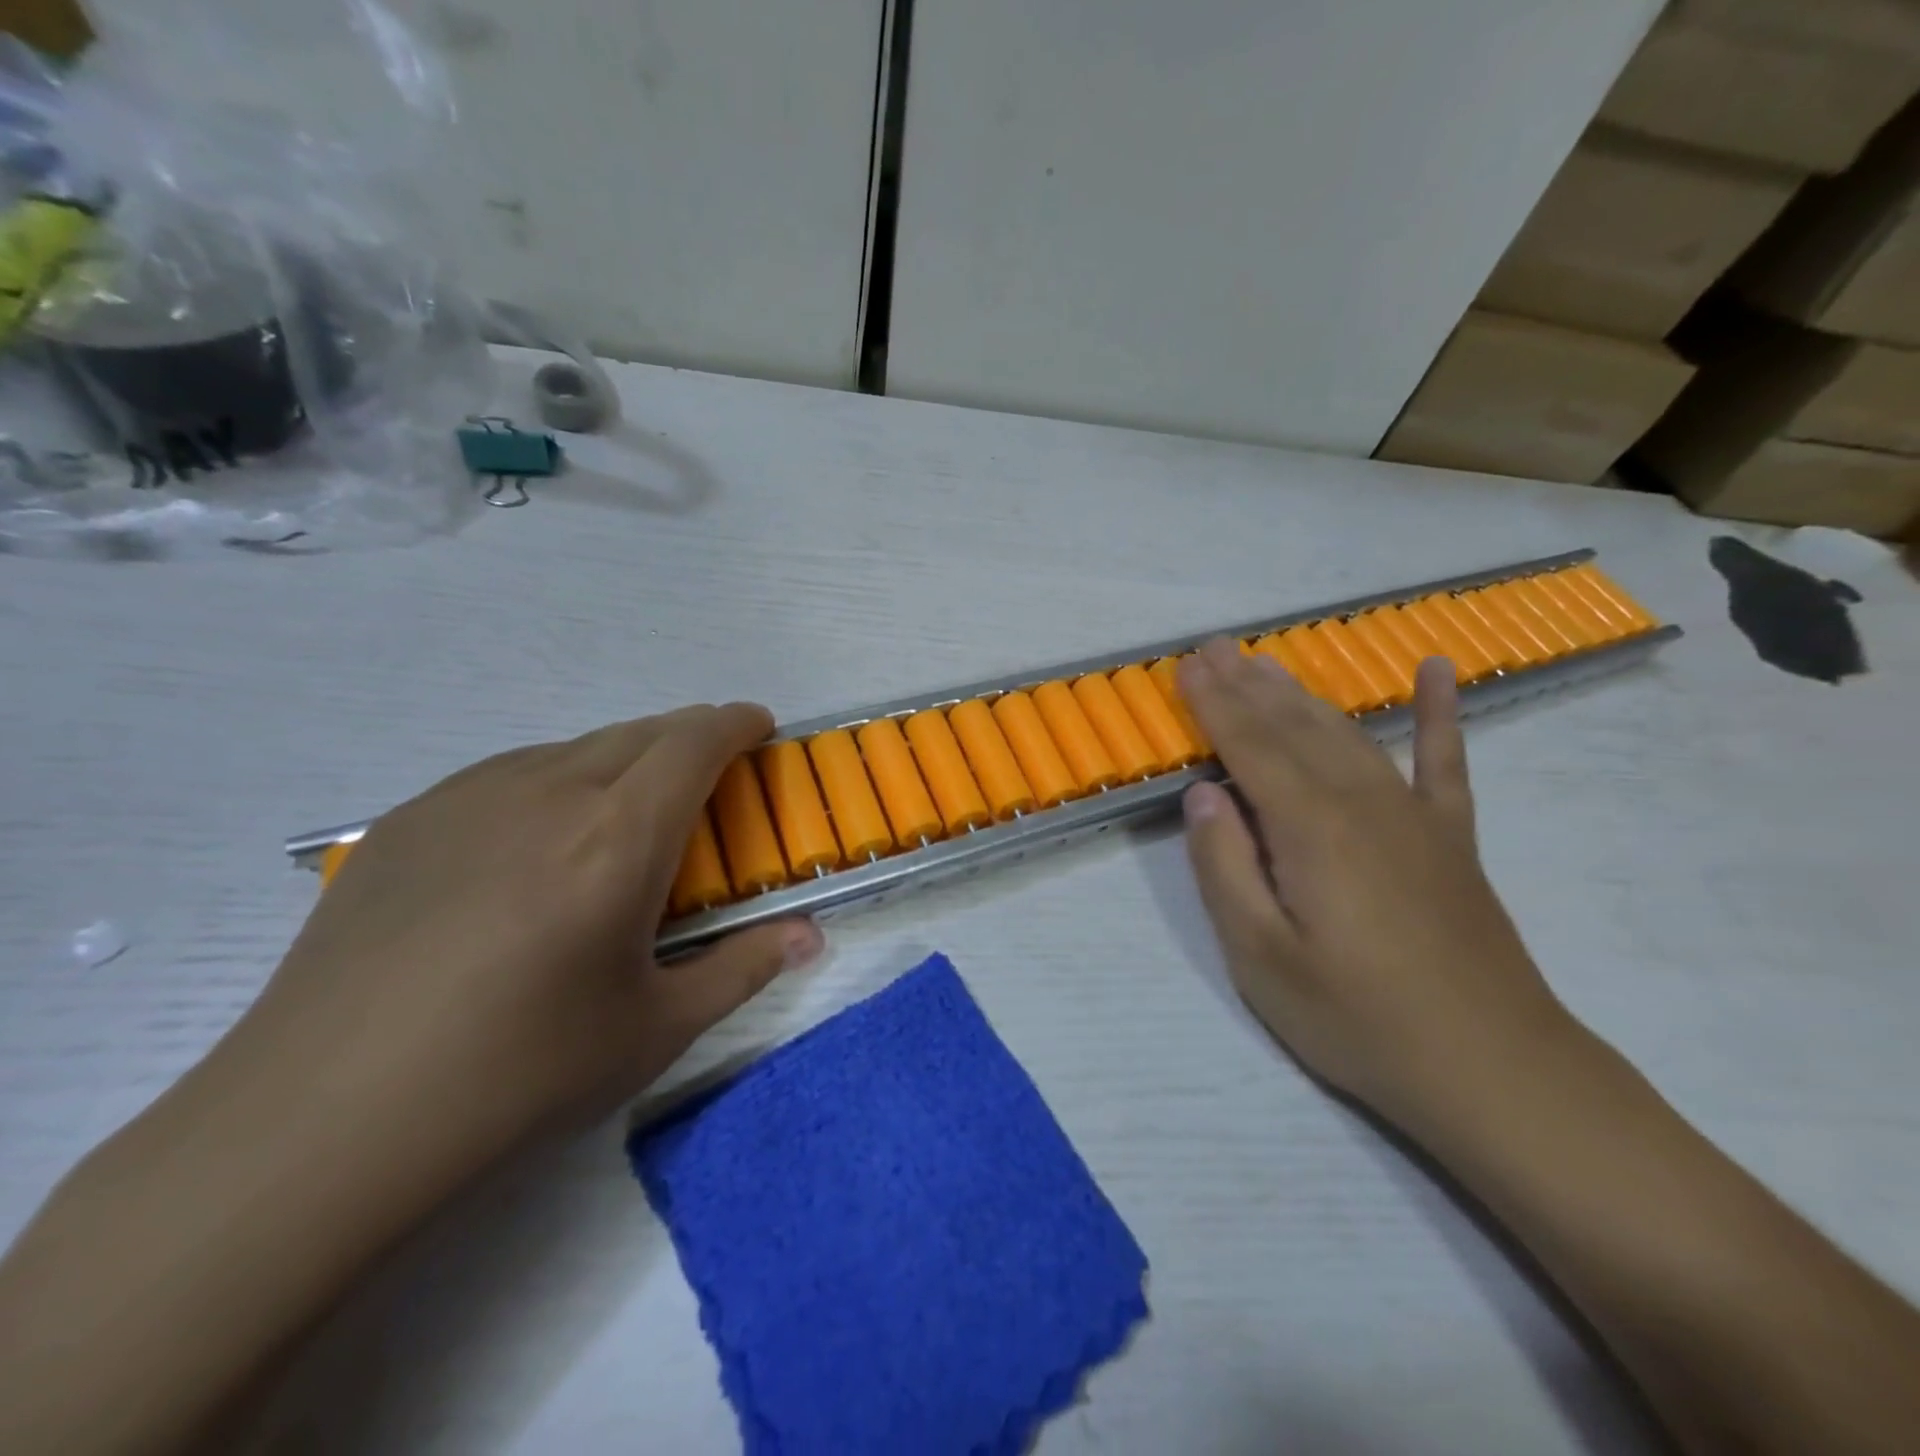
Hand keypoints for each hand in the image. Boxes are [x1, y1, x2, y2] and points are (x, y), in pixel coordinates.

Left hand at [235, 702, 820, 1168]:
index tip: (759, 728)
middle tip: (708, 780)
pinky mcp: (410, 818)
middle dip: (690, 738)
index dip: (736, 724)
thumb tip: (811, 937)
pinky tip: (538, 848)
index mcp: (618, 837)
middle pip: (641, 731)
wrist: (320, 1123)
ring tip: (625, 818)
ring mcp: (469, 797)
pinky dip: (558, 782)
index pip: (695, 743)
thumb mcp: (656, 1028)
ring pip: (575, 747)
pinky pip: (512, 773)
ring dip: (624, 760)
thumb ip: (745, 967)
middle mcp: (548, 791)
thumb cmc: (518, 1074)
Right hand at [1178, 639, 1576, 1135]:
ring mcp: (1413, 816)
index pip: (1250, 747)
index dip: (1214, 704)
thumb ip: (1226, 868)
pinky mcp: (1450, 838)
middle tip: (1215, 646)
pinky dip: (1439, 713)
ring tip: (1268, 662)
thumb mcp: (1261, 958)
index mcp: (1310, 829)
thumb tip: (1203, 795)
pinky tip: (1437, 671)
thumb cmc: (1358, 1019)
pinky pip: (1444, 761)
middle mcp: (1361, 803)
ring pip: (1346, 734)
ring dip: (1302, 694)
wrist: (1493, 1069)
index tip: (1186, 664)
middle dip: (1248, 684)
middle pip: (1294, 728)